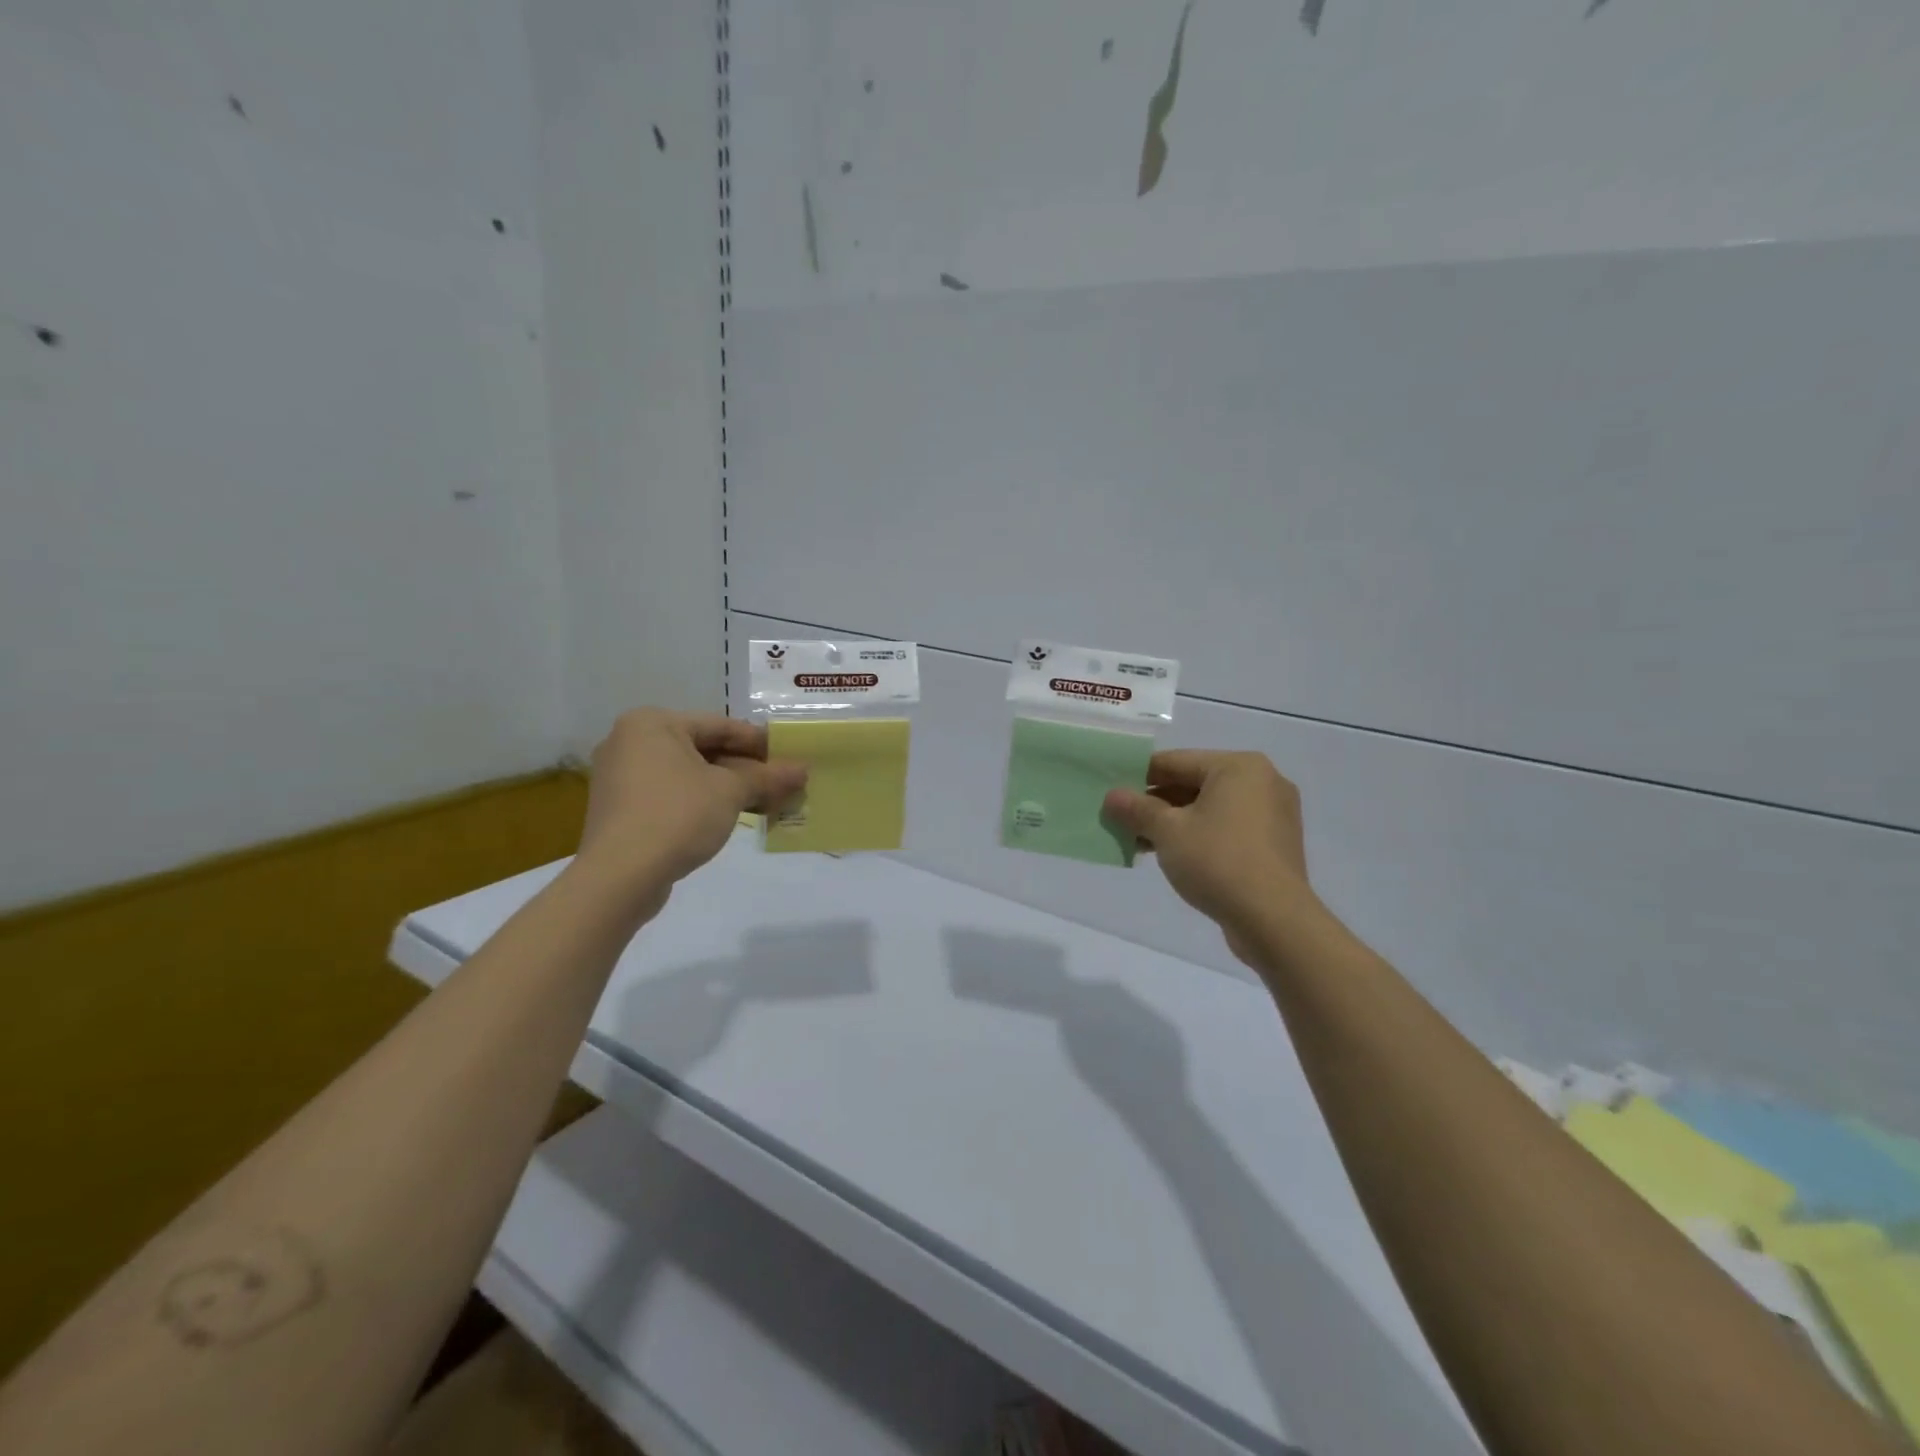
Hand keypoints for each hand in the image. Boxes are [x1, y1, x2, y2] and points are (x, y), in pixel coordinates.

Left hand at [578, 709, 806, 891]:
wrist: (620, 876)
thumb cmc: (677, 815)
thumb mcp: (731, 791)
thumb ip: (767, 777)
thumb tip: (803, 771)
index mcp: (652, 723)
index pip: (720, 725)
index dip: (760, 742)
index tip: (790, 756)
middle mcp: (630, 741)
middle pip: (703, 749)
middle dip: (745, 768)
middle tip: (781, 782)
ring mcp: (621, 776)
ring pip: (688, 774)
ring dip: (727, 787)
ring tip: (765, 801)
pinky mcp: (621, 808)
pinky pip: (671, 794)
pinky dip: (702, 801)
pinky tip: (731, 816)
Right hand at [1104, 751, 1316, 963]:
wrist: (1274, 920)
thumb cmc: (1218, 861)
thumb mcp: (1167, 831)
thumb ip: (1137, 809)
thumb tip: (1112, 797)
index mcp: (1239, 767)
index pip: (1176, 761)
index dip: (1139, 775)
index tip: (1112, 790)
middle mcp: (1262, 782)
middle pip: (1194, 783)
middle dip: (1156, 803)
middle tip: (1121, 819)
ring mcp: (1273, 814)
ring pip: (1210, 808)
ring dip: (1174, 822)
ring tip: (1139, 841)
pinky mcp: (1274, 844)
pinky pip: (1227, 828)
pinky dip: (1199, 835)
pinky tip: (1171, 854)